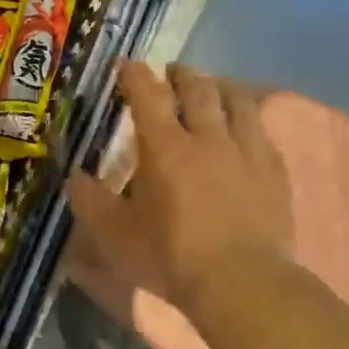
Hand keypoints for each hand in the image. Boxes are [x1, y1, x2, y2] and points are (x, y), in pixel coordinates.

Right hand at [66, 62, 292, 314]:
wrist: (242, 283)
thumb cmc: (170, 256)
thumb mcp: (113, 234)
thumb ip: (89, 199)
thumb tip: (74, 174)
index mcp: (164, 147)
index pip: (147, 94)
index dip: (134, 74)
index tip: (126, 65)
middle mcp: (207, 137)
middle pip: (197, 89)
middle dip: (181, 75)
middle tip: (171, 72)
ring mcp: (246, 152)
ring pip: (237, 102)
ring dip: (220, 89)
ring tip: (213, 89)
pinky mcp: (274, 172)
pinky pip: (262, 132)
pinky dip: (248, 120)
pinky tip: (246, 128)